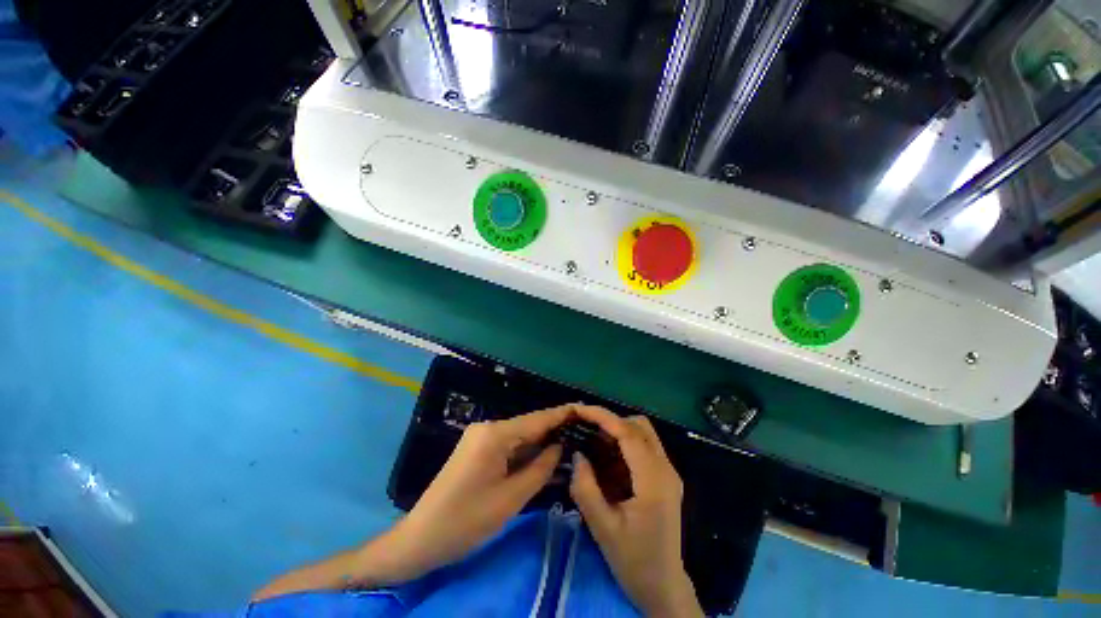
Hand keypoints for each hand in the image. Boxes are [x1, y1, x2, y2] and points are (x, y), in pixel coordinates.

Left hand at [382, 405, 569, 580]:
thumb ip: (540, 469)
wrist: (421, 538)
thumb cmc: (466, 521)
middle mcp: (487, 427)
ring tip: (570, 440)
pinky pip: (508, 444)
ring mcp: (480, 436)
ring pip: (519, 435)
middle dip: (554, 429)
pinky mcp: (478, 448)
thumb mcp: (511, 498)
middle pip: (528, 425)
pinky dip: (526, 450)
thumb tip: (560, 447)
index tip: (584, 409)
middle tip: (582, 430)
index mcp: (494, 434)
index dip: (561, 415)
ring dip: (541, 440)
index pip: (536, 420)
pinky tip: (544, 453)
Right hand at [570, 406, 702, 617]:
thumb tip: (577, 453)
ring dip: (617, 431)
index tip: (579, 410)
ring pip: (643, 433)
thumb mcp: (602, 527)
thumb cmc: (633, 560)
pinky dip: (623, 444)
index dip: (602, 416)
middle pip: (639, 425)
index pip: (628, 432)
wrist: (663, 588)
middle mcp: (666, 469)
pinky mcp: (665, 478)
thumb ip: (585, 487)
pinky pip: (643, 447)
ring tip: (592, 440)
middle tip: (585, 428)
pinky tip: (606, 458)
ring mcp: (668, 472)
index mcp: (654, 480)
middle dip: (610, 421)